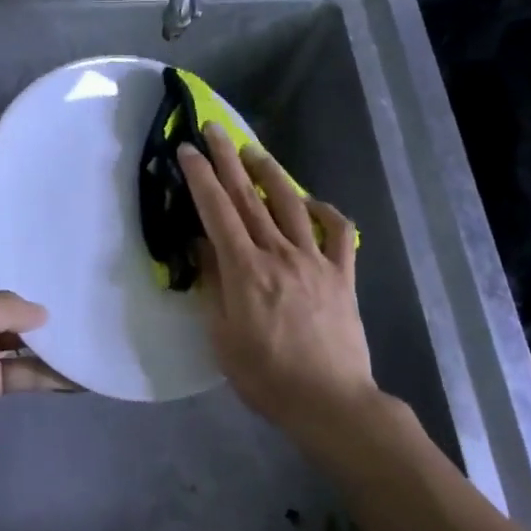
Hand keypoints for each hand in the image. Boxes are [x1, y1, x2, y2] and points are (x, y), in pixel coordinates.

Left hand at [0, 227, 68, 483]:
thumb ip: (4, 307)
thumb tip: (42, 312)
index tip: (38, 223)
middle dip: (32, 283)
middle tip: (74, 268)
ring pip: (15, 329)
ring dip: (44, 329)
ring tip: (85, 314)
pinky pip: (22, 366)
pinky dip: (47, 369)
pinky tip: (79, 370)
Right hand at [178, 125, 377, 434]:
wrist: (329, 401)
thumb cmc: (265, 376)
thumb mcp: (222, 336)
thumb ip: (213, 285)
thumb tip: (203, 245)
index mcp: (246, 270)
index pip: (218, 212)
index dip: (201, 178)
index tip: (188, 151)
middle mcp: (280, 254)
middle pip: (250, 197)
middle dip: (228, 160)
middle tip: (215, 129)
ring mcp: (316, 261)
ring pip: (293, 205)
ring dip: (272, 173)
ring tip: (255, 152)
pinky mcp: (342, 275)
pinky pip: (339, 233)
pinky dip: (327, 211)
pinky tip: (313, 202)